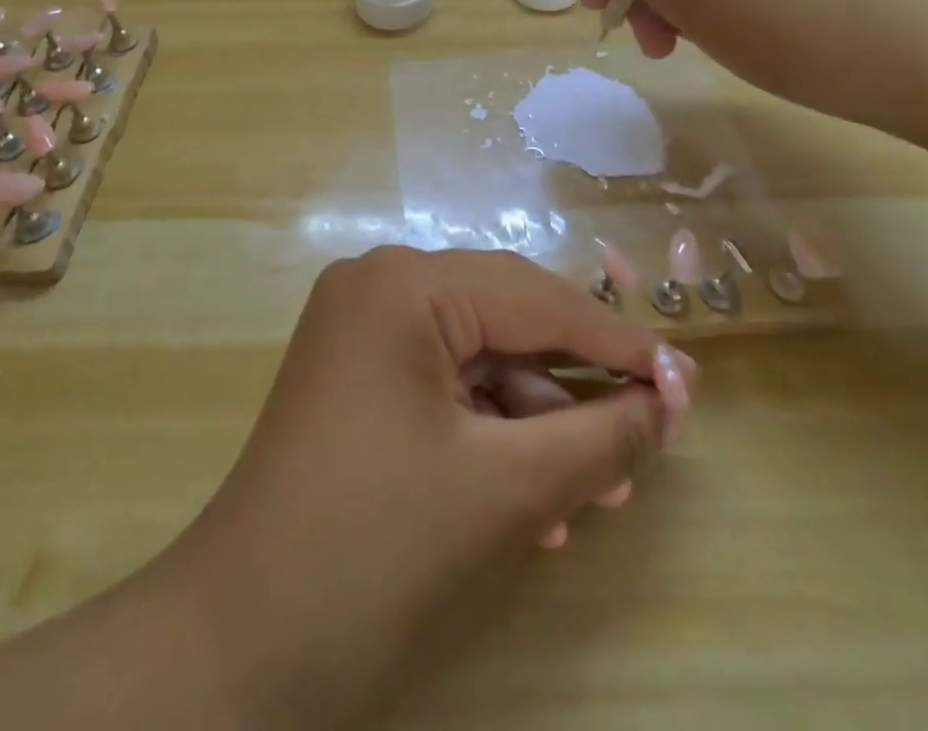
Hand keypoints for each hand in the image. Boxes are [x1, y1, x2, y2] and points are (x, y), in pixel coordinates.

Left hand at [170, 246, 695, 727]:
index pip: (535, 298)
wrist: (241, 644)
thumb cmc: (377, 547)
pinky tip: (535, 499)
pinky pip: (443, 384)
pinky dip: (491, 432)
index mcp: (405, 283)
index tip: (686, 380)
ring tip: (596, 490)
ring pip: (478, 356)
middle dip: (576, 385)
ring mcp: (361, 327)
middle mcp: (379, 284)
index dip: (616, 342)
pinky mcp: (356, 373)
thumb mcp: (507, 488)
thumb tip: (667, 401)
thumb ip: (600, 436)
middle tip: (650, 433)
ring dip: (538, 420)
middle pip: (506, 320)